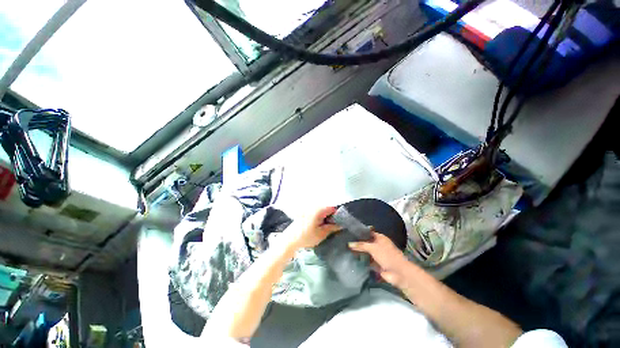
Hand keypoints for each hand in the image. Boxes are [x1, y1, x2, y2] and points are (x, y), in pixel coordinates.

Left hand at [285, 207, 340, 249]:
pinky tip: (318, 225)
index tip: (340, 223)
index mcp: (319, 209)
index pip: (333, 208)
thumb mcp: (322, 234)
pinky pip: (316, 212)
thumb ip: (333, 227)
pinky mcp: (305, 212)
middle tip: (333, 226)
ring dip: (325, 217)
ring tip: (326, 227)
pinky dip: (319, 217)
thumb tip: (342, 224)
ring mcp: (309, 208)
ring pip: (322, 211)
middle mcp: (314, 206)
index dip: (338, 215)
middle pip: (327, 208)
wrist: (290, 239)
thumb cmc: (307, 237)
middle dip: (331, 216)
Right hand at [349, 231, 411, 288]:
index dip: (360, 233)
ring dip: (359, 252)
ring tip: (347, 250)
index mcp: (380, 238)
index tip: (350, 233)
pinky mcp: (377, 264)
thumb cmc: (387, 255)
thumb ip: (361, 245)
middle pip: (366, 243)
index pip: (368, 233)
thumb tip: (349, 244)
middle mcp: (379, 245)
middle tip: (346, 242)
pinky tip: (353, 259)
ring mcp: (378, 255)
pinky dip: (362, 260)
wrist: (398, 273)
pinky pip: (367, 261)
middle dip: (358, 243)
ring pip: (366, 252)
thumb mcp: (372, 247)